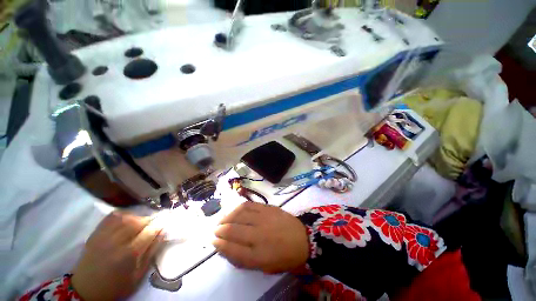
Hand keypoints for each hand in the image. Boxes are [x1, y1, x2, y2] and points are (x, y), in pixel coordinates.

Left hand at [71, 212, 164, 300]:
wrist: (86, 289)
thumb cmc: (116, 286)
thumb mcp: (138, 275)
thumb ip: (151, 252)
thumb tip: (163, 233)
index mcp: (130, 254)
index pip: (150, 231)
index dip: (161, 224)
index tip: (166, 222)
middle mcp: (117, 241)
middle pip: (138, 221)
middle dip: (149, 220)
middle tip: (153, 225)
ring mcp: (104, 236)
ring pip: (126, 217)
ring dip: (137, 217)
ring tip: (140, 224)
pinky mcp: (96, 234)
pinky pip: (111, 217)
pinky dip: (122, 215)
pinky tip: (126, 220)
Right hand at [213, 202, 308, 273]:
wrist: (302, 239)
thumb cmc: (283, 257)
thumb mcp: (264, 266)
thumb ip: (244, 258)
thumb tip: (227, 247)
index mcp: (258, 256)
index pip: (232, 249)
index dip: (219, 245)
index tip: (213, 241)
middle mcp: (259, 235)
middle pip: (233, 230)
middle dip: (220, 230)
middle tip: (215, 230)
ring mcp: (264, 218)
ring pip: (239, 215)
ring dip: (227, 217)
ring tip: (222, 220)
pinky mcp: (268, 208)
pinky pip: (249, 205)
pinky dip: (239, 208)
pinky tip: (235, 211)